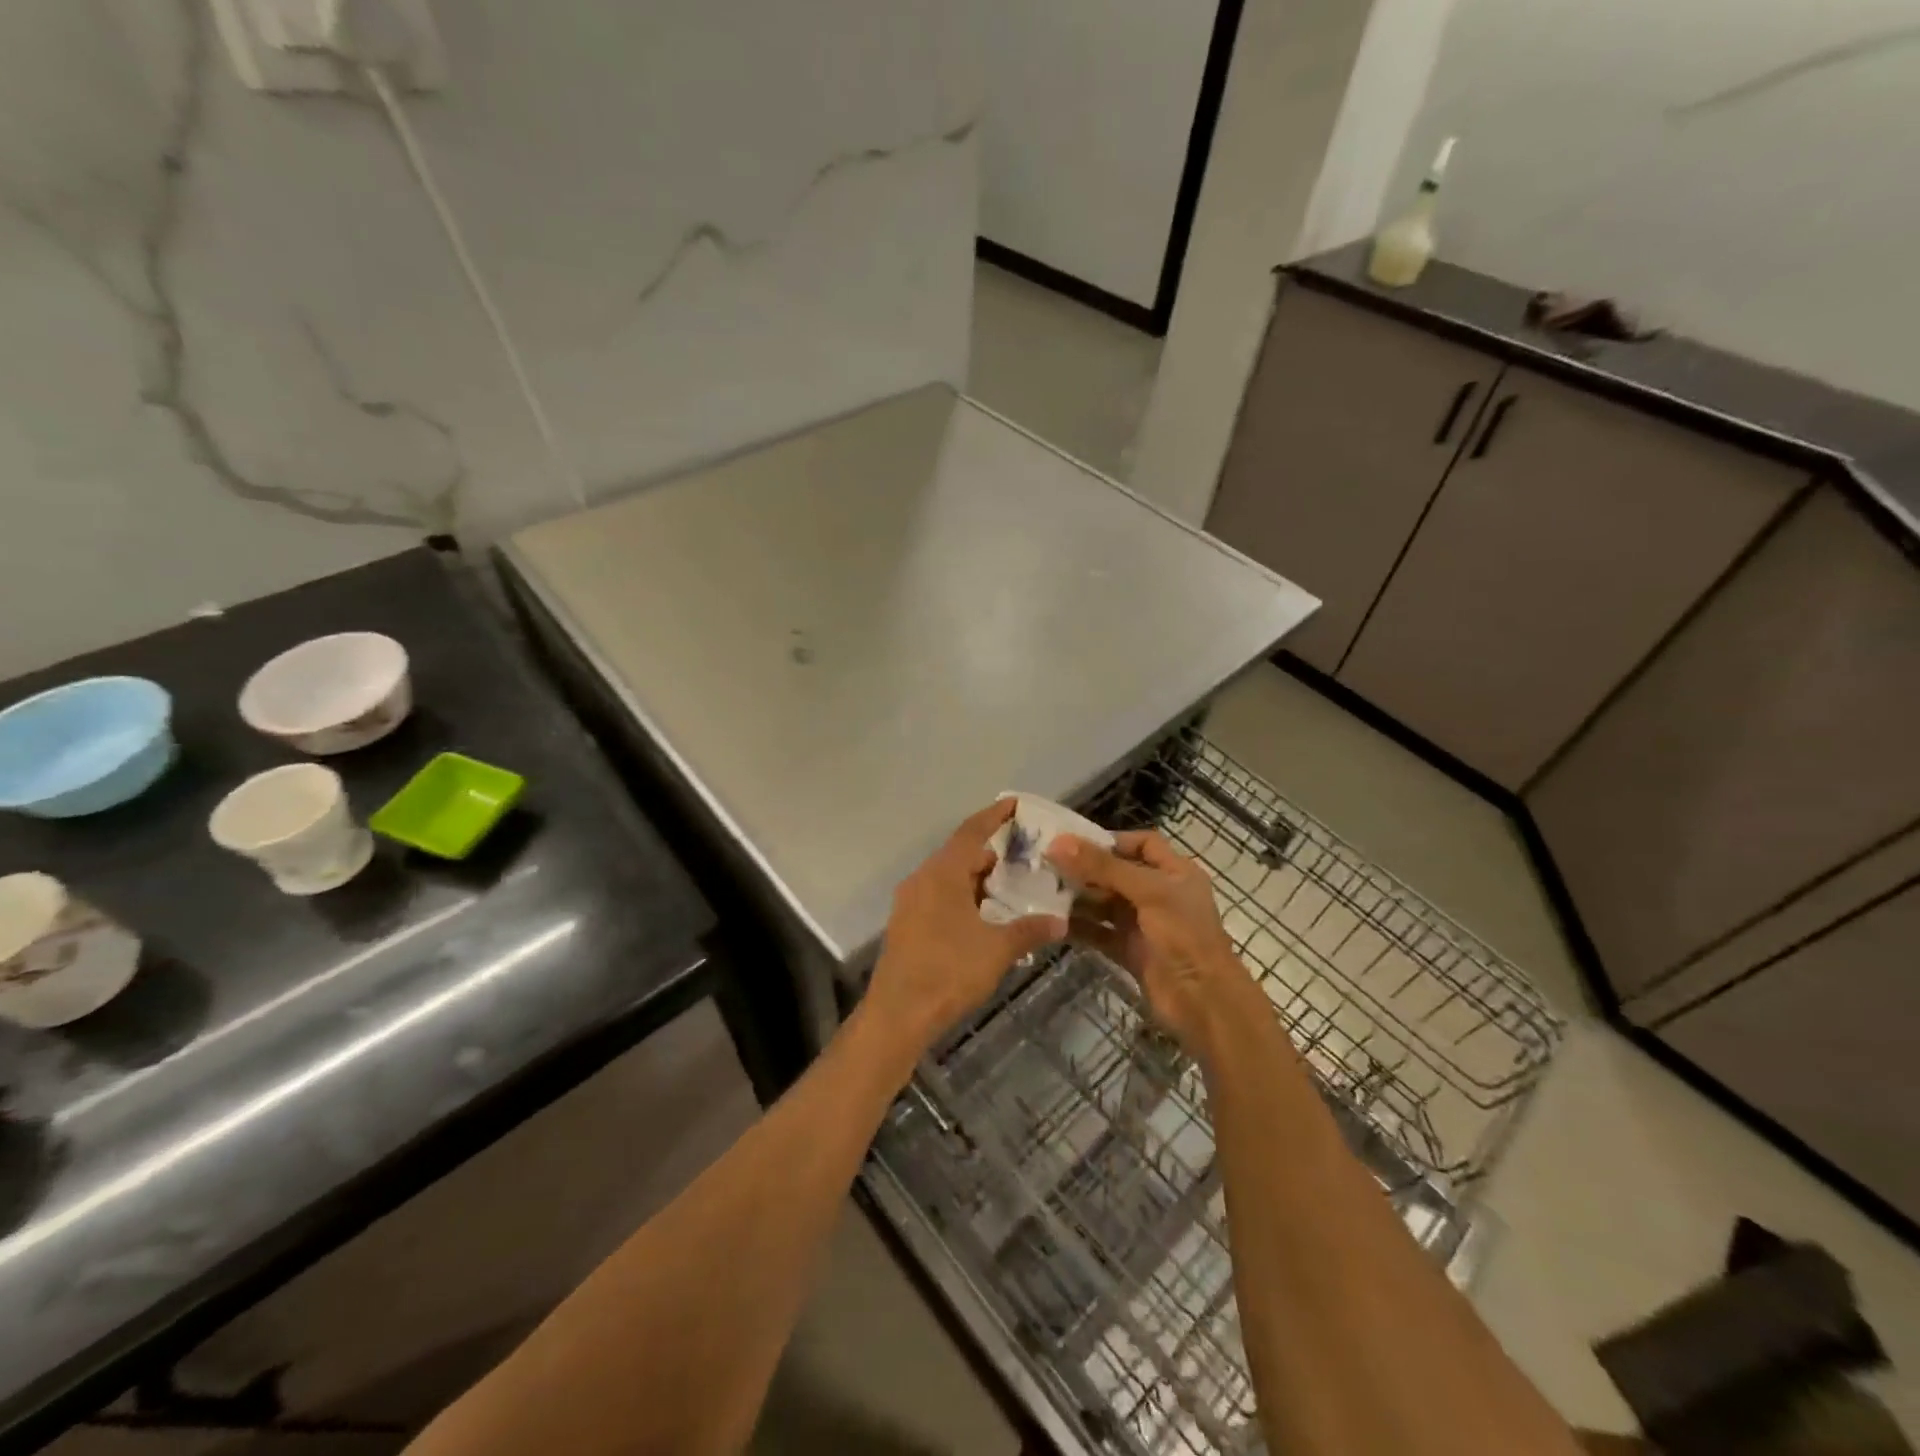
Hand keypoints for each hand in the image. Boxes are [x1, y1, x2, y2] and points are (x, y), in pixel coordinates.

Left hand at [864, 800, 1066, 1061]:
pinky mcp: (906, 924)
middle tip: (1023, 858)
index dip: (994, 816)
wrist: (898, 1014)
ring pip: (948, 878)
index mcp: (942, 874)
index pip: (971, 832)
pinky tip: (983, 918)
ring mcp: (910, 902)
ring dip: (976, 879)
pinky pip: (938, 897)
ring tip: (1008, 889)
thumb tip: (1060, 921)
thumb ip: (1029, 930)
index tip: (1014, 804)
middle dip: (990, 854)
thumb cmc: (949, 972)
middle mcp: (922, 879)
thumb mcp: (997, 950)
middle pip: (959, 854)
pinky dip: (962, 897)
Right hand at [1048, 830, 1255, 1056]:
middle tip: (1047, 867)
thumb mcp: (1147, 892)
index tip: (1075, 843)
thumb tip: (1058, 842)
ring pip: (1106, 904)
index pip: (1143, 844)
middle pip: (1118, 873)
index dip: (1113, 840)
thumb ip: (1103, 866)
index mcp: (1175, 872)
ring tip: (1043, 892)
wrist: (1203, 1002)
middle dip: (1086, 870)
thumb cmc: (1184, 936)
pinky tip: (1054, 923)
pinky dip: (1080, 928)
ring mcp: (1145, 925)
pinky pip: (1100, 933)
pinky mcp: (1131, 952)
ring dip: (1079, 898)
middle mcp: (1160, 894)